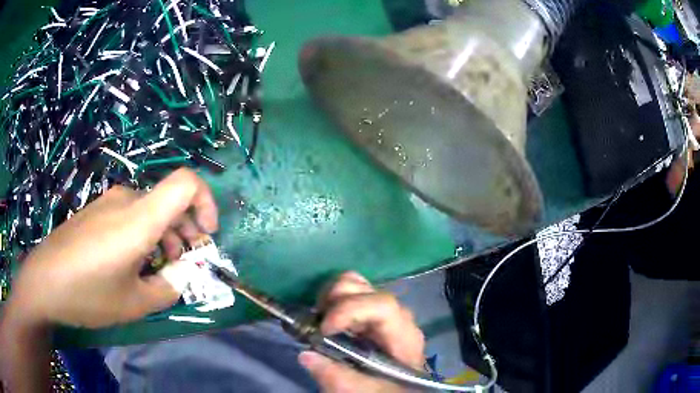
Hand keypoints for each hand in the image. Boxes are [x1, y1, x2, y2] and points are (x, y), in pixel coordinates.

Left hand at [5, 168, 217, 328]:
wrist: (44, 281)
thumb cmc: (89, 293)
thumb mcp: (135, 303)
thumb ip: (168, 289)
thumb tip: (182, 276)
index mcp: (139, 218)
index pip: (187, 182)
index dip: (206, 202)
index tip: (206, 234)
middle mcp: (126, 199)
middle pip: (169, 202)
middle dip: (185, 232)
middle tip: (183, 265)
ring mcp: (108, 202)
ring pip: (149, 210)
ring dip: (163, 236)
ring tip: (157, 269)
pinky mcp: (96, 211)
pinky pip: (129, 214)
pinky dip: (142, 235)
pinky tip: (130, 263)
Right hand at [298, 272, 425, 392]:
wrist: (396, 389)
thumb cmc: (385, 390)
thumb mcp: (363, 391)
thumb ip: (336, 377)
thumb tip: (306, 355)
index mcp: (403, 335)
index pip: (383, 306)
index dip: (350, 310)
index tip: (324, 329)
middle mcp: (396, 316)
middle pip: (366, 289)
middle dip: (335, 301)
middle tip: (317, 325)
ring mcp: (383, 312)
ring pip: (356, 284)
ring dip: (331, 298)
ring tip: (321, 322)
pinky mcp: (370, 313)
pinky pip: (350, 294)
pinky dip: (332, 302)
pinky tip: (327, 322)